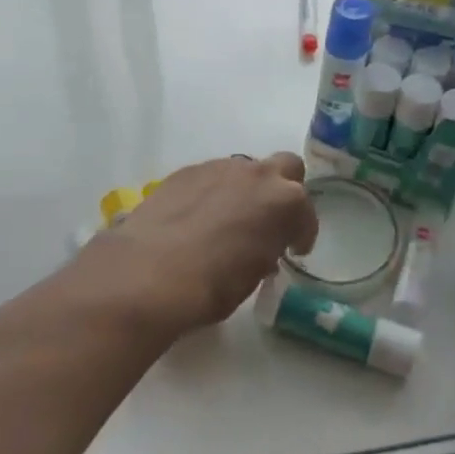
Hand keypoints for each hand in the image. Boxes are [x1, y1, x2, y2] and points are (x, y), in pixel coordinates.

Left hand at [89, 153, 316, 335]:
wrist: (149, 273)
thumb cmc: (212, 285)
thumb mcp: (253, 275)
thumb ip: (266, 250)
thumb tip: (261, 248)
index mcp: (284, 201)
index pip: (305, 212)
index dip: (302, 232)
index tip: (293, 249)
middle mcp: (257, 175)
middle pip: (286, 167)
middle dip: (283, 190)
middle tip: (270, 220)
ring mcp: (219, 168)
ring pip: (245, 170)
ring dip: (245, 191)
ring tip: (227, 221)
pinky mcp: (186, 171)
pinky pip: (211, 177)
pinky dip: (212, 193)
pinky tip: (197, 219)